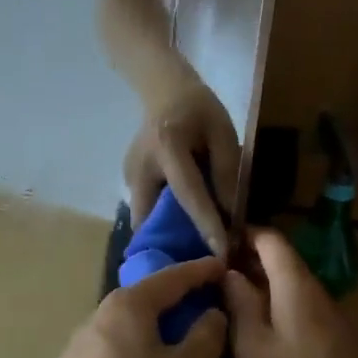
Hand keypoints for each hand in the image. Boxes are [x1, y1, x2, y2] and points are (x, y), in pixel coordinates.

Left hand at [38, 256, 226, 357]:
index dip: (199, 271)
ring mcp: (76, 346)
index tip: (221, 265)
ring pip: (124, 329)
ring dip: (150, 330)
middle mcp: (97, 316)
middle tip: (200, 303)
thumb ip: (205, 337)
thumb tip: (211, 313)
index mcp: (127, 306)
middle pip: (143, 300)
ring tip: (173, 342)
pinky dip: (131, 355)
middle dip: (173, 300)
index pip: (171, 278)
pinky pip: (109, 354)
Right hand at [124, 79, 241, 255]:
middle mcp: (140, 166)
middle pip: (152, 217)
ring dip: (165, 238)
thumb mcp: (223, 132)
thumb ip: (226, 171)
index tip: (223, 254)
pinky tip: (181, 234)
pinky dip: (161, 225)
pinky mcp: (127, 181)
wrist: (164, 90)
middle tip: (200, 267)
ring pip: (144, 220)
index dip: (206, 224)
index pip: (188, 193)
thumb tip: (230, 215)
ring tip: (192, 256)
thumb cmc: (199, 109)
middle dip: (172, 244)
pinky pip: (144, 211)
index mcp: (167, 147)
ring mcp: (128, 175)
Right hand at [224, 229, 357, 357]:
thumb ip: (240, 302)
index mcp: (298, 288)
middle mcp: (323, 296)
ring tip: (237, 309)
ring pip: (298, 291)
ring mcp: (339, 322)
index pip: (272, 240)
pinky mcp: (346, 347)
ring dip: (268, 290)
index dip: (244, 235)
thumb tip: (230, 271)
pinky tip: (269, 340)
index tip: (217, 245)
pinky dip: (285, 313)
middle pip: (287, 264)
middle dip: (253, 264)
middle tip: (219, 280)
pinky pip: (309, 314)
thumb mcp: (251, 348)